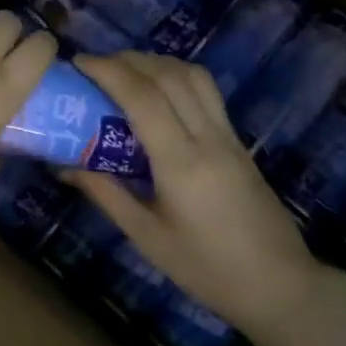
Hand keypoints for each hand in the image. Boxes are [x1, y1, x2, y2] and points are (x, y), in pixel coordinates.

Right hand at [66, 52, 326, 333]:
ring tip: (125, 71)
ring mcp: (229, 137)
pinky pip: (207, 92)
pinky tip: (158, 93)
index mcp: (181, 163)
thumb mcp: (147, 237)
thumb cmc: (207, 269)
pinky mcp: (239, 142)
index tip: (78, 63)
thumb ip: (106, 194)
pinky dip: (177, 77)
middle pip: (168, 75)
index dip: (108, 71)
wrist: (280, 286)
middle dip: (127, 60)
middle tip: (94, 66)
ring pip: (193, 76)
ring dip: (156, 63)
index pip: (142, 97)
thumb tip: (65, 167)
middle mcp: (208, 138)